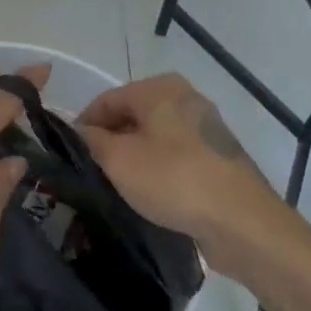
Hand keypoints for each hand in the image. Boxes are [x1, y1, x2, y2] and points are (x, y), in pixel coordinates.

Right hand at [77, 74, 286, 267]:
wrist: (241, 221)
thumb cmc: (173, 180)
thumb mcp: (119, 160)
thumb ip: (92, 140)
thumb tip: (79, 131)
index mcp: (160, 88)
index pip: (107, 100)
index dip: (83, 124)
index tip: (69, 153)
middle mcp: (185, 98)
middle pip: (132, 116)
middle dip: (110, 141)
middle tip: (91, 171)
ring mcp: (206, 127)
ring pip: (154, 137)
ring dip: (134, 157)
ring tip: (117, 186)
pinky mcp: (218, 156)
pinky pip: (176, 155)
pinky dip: (159, 169)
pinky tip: (150, 194)